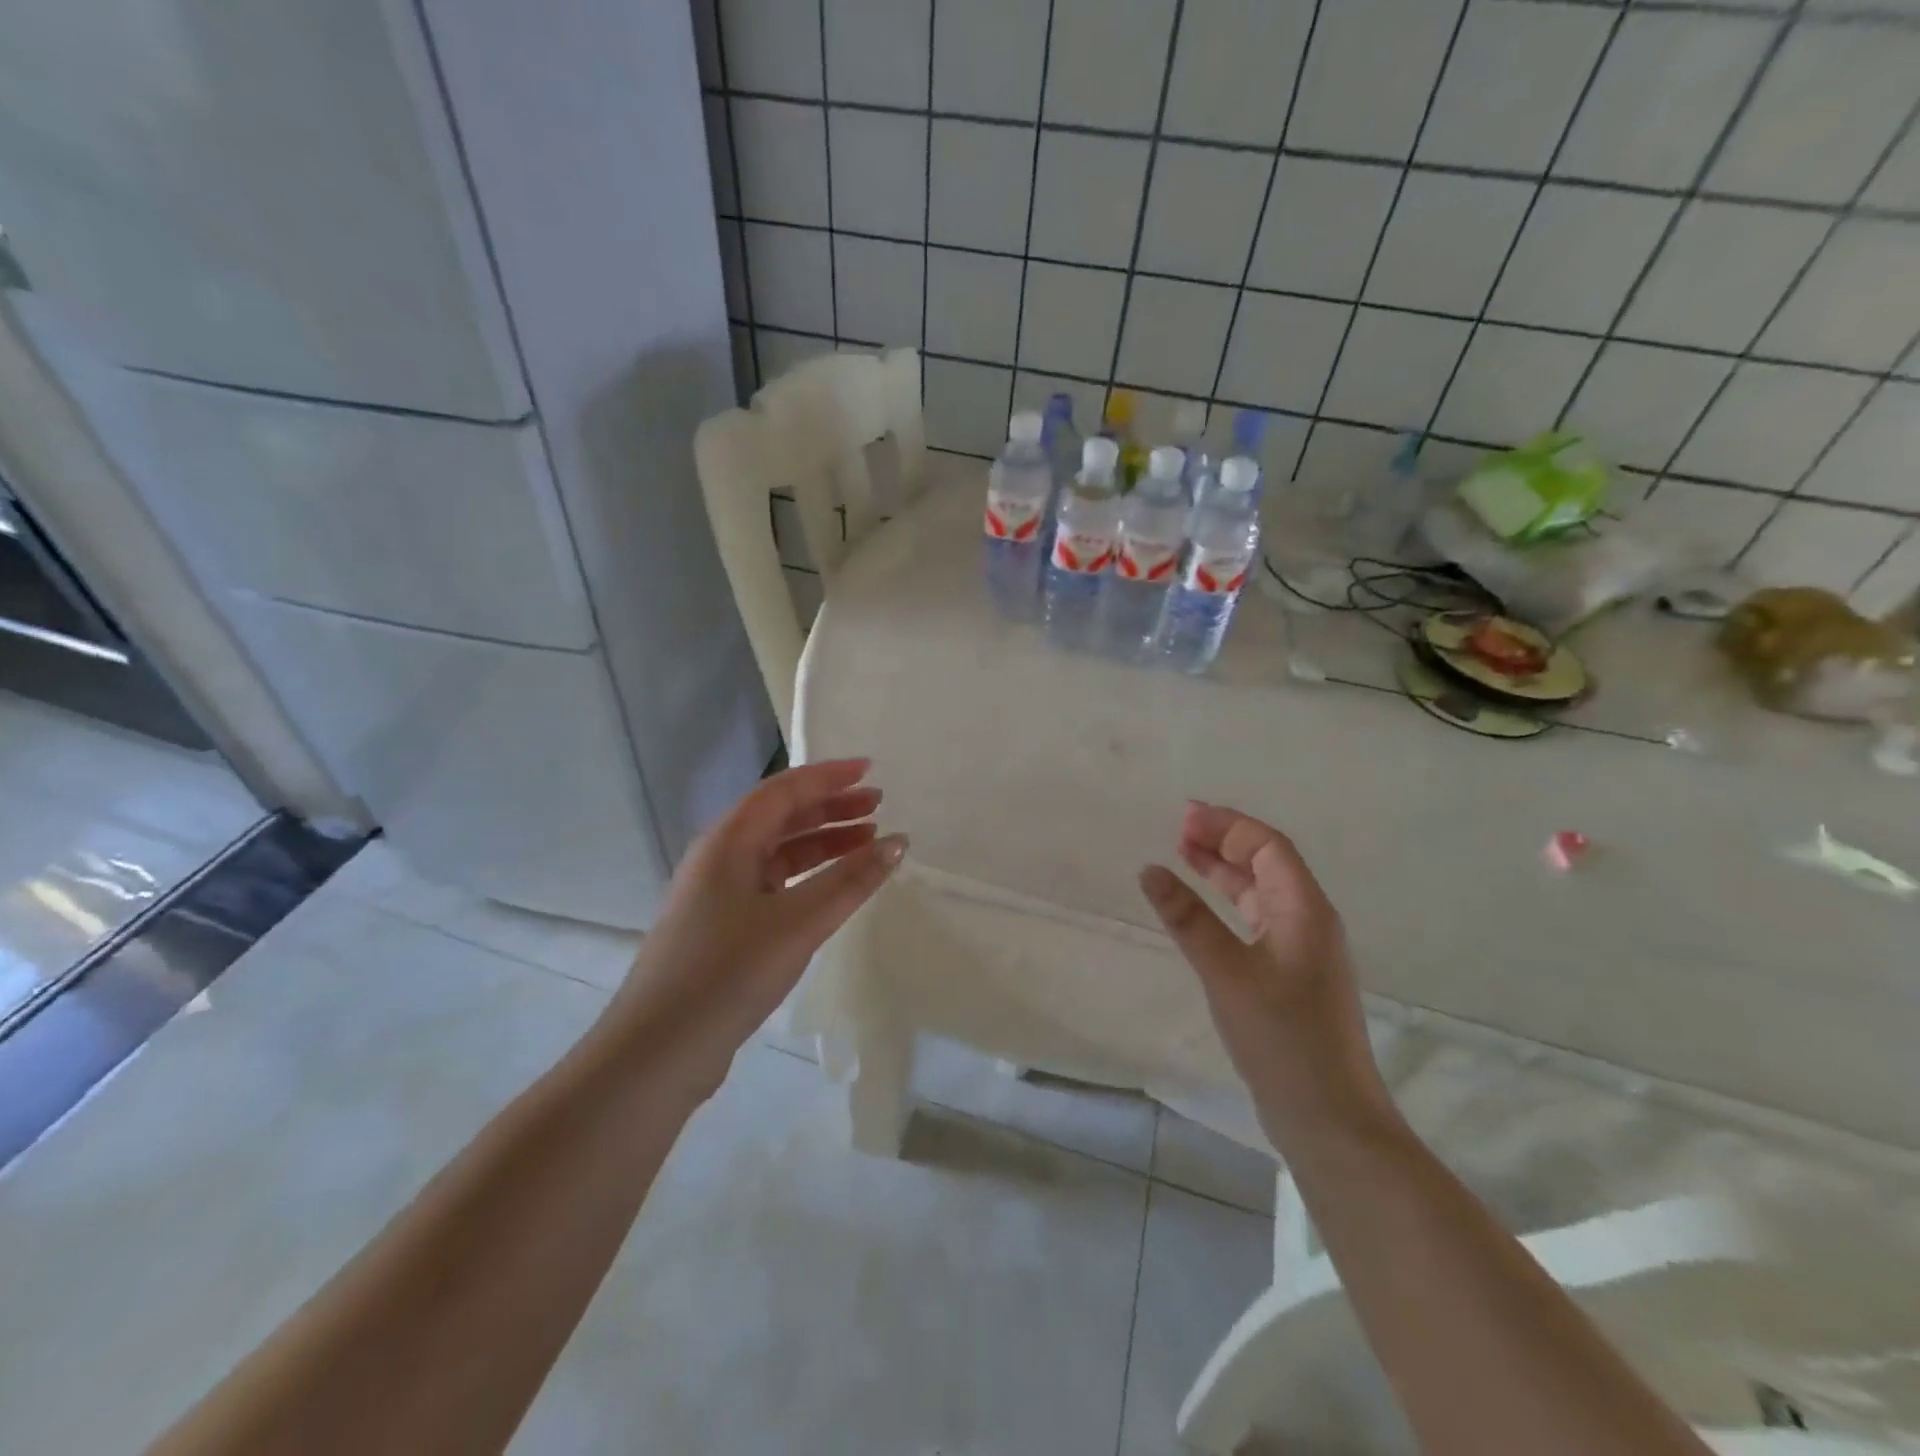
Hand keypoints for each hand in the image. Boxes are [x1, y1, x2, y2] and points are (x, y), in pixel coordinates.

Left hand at [602, 759, 904, 1096]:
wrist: (657, 1052)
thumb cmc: (728, 973)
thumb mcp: (798, 923)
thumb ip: (851, 881)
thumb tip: (899, 843)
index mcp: (728, 841)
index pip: (785, 790)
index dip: (830, 776)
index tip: (871, 769)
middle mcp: (719, 857)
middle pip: (781, 816)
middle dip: (831, 807)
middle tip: (878, 805)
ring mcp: (717, 893)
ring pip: (778, 851)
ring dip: (822, 842)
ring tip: (868, 843)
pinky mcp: (722, 926)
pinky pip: (772, 882)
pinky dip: (807, 876)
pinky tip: (833, 889)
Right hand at [1139, 803, 1389, 1147]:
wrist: (1328, 1117)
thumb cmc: (1282, 1038)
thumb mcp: (1226, 973)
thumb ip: (1188, 919)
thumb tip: (1150, 870)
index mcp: (1305, 910)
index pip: (1268, 847)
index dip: (1227, 825)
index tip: (1182, 817)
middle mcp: (1309, 921)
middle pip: (1267, 863)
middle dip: (1224, 841)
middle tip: (1177, 831)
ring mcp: (1302, 950)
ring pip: (1261, 892)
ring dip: (1225, 871)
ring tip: (1183, 856)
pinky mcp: (1291, 976)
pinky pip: (1257, 920)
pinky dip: (1228, 903)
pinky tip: (1202, 910)